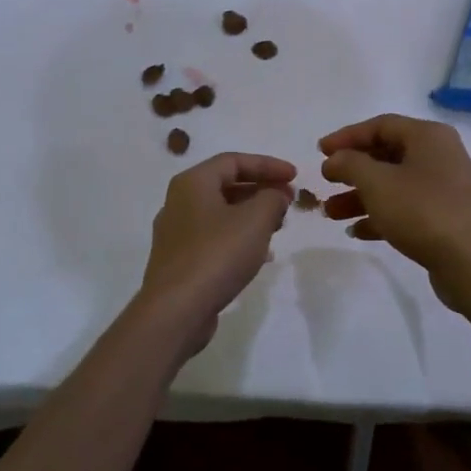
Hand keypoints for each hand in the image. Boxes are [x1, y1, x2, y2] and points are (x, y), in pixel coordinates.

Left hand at [139, 152, 295, 347]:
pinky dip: (239, 237)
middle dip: (261, 190)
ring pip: (221, 213)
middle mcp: (179, 202)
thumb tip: (276, 195)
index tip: (295, 176)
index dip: (268, 165)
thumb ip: (273, 199)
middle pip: (226, 185)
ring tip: (279, 225)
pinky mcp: (180, 261)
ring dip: (252, 215)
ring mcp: (176, 233)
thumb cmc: (217, 254)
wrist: (176, 310)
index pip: (233, 160)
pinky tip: (260, 255)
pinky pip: (214, 238)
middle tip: (289, 200)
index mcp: (192, 183)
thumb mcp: (255, 220)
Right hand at [318, 114, 470, 306]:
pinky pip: (406, 209)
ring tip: (331, 214)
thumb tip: (336, 159)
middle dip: (352, 171)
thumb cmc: (423, 211)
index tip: (319, 152)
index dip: (347, 137)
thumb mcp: (377, 183)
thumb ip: (350, 164)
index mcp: (428, 137)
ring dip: (360, 197)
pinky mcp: (446, 218)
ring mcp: (445, 188)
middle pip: (386, 155)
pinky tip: (356, 232)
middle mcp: (440, 156)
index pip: (380, 125)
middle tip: (325, 183)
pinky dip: (381, 216)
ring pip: (394, 185)